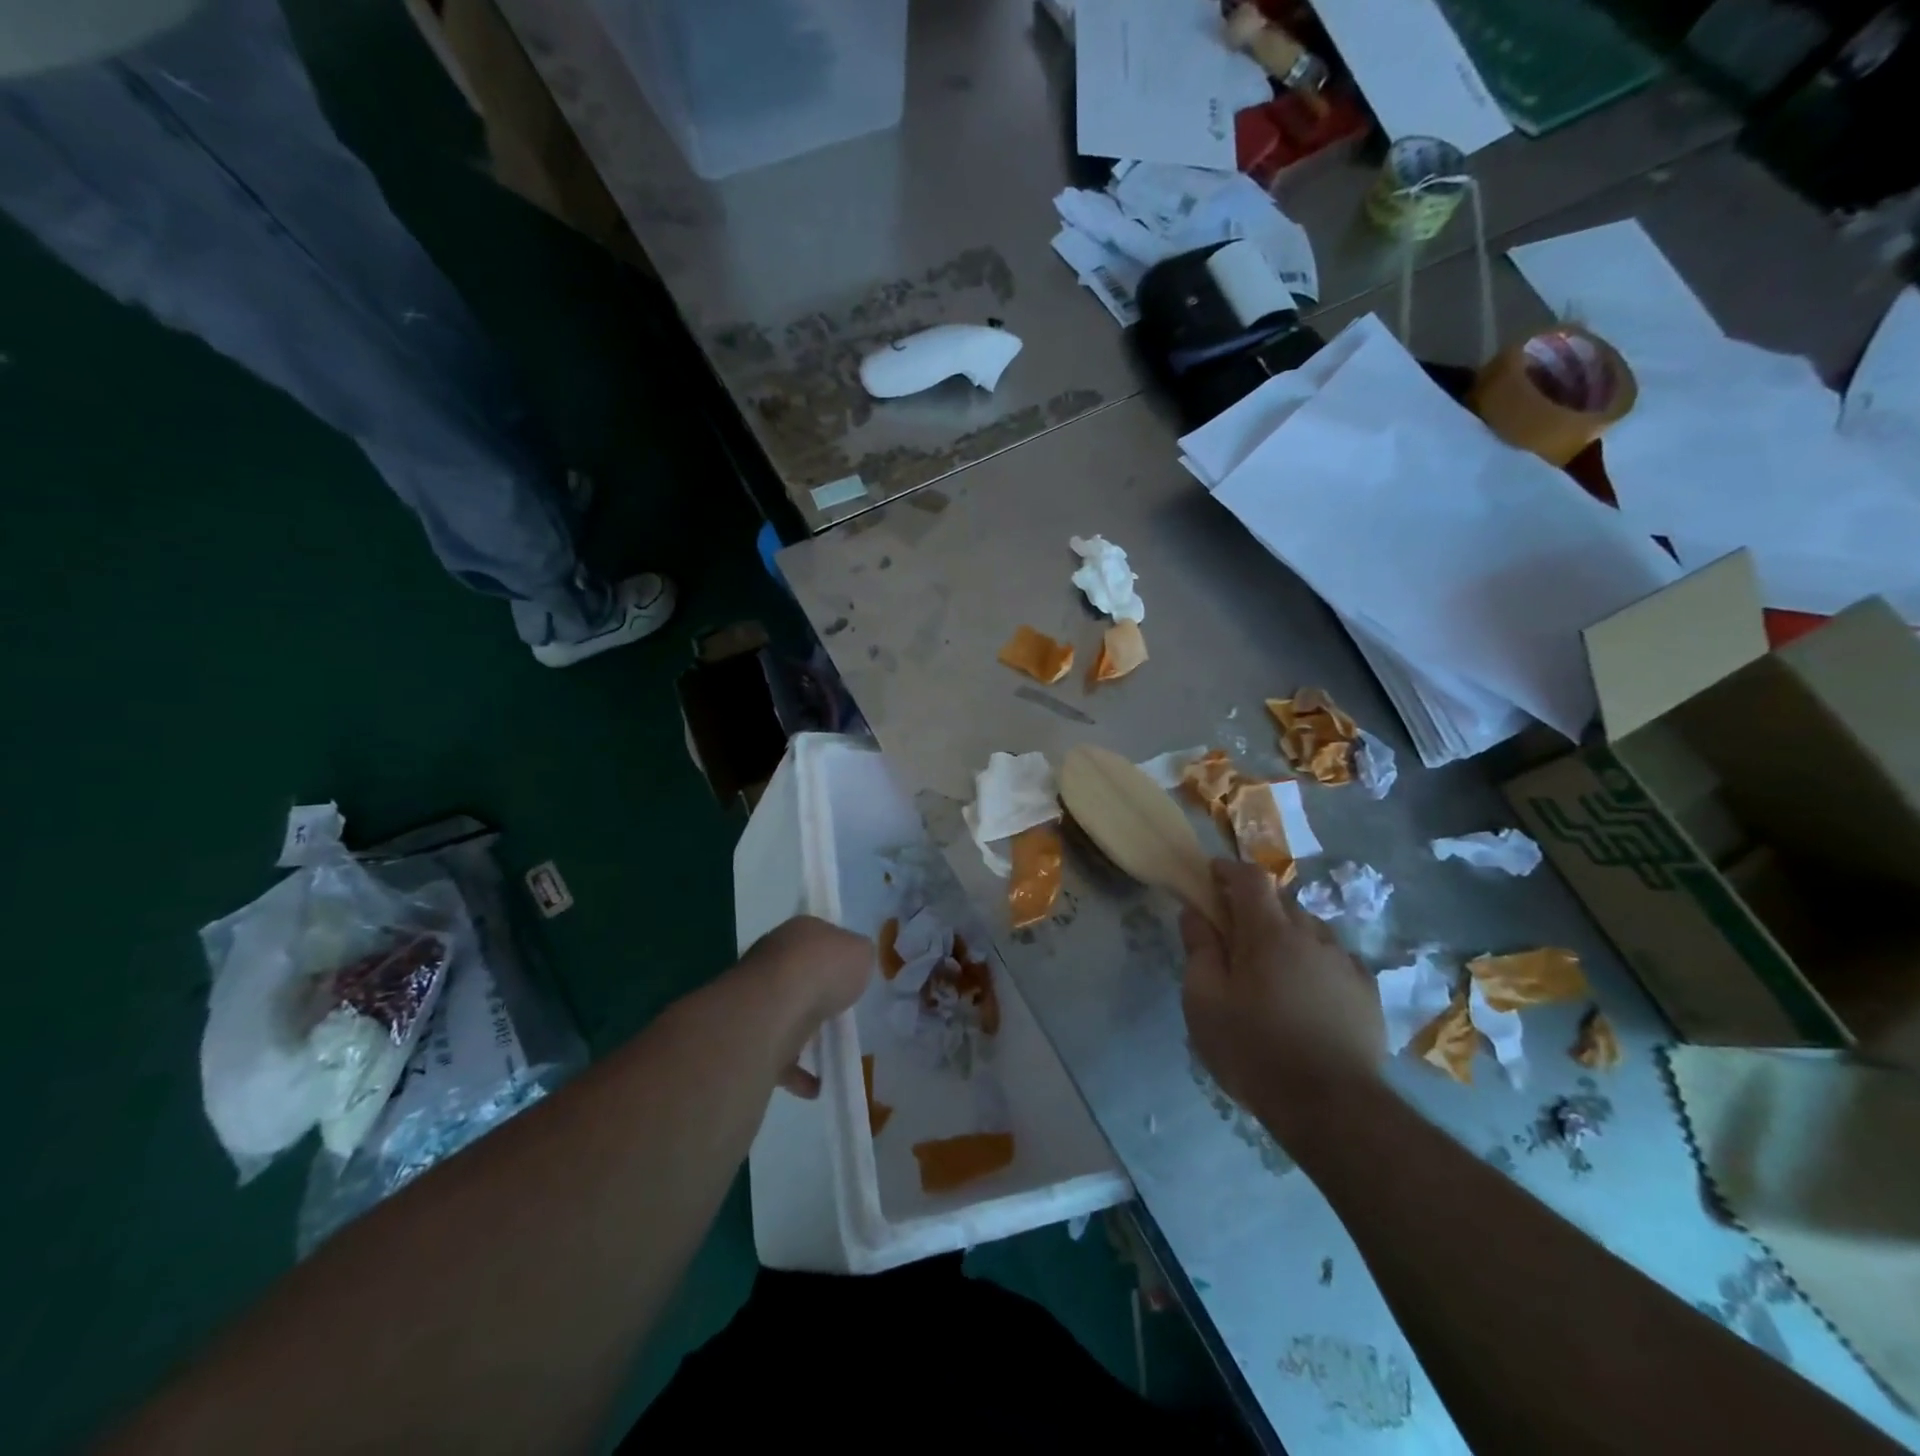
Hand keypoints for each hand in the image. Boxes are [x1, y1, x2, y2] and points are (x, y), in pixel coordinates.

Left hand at [738, 916, 872, 1098]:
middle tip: (840, 1011)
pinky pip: (776, 1054)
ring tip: (830, 1050)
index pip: (818, 937)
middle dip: (816, 993)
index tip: (850, 975)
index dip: (835, 954)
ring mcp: (756, 997)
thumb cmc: (824, 969)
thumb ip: (859, 957)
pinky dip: (795, 1071)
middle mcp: (772, 958)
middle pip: (798, 975)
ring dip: (802, 1032)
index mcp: (798, 932)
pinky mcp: (749, 1036)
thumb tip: (853, 964)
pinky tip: (816, 1085)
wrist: (776, 1007)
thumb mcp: (861, 952)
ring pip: (784, 1014)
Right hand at [1181, 859, 1384, 1123]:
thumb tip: (1195, 913)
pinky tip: (1305, 992)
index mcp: (1269, 932)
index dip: (1228, 870)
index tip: (1210, 877)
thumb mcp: (1204, 1001)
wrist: (1331, 1107)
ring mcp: (1345, 963)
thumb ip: (1198, 949)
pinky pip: (1334, 959)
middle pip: (1281, 901)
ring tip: (1270, 968)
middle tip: (1233, 933)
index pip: (1250, 877)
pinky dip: (1314, 961)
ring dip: (1286, 934)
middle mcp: (1312, 936)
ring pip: (1310, 930)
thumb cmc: (1254, 1049)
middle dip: (1255, 905)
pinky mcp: (1367, 992)